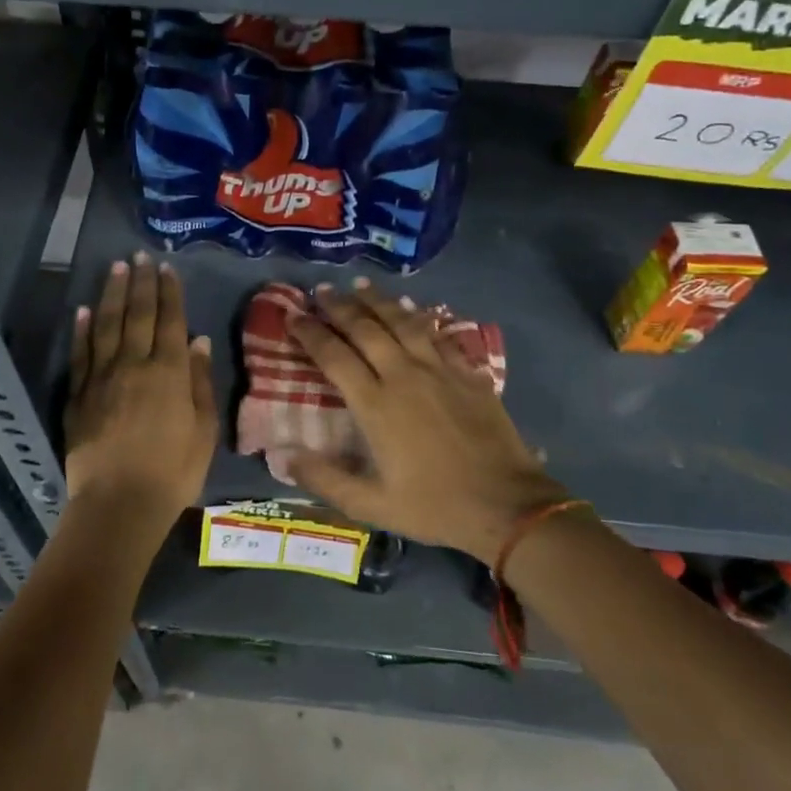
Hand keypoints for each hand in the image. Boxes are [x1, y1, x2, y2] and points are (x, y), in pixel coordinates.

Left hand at [64, 252, 217, 539]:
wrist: (119, 505)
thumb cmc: (173, 471)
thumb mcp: (204, 429)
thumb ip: (200, 381)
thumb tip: (198, 339)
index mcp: (169, 371)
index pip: (170, 320)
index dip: (168, 292)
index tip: (165, 267)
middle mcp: (135, 364)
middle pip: (138, 314)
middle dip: (140, 282)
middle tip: (139, 255)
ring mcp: (102, 377)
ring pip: (107, 325)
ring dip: (112, 294)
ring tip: (116, 268)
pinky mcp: (79, 395)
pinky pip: (81, 353)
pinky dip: (82, 329)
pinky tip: (83, 309)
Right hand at [286, 279, 566, 561]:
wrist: (508, 505)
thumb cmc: (435, 506)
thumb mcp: (372, 505)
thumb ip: (325, 478)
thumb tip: (282, 455)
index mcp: (375, 405)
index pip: (334, 356)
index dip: (310, 333)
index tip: (292, 315)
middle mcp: (403, 375)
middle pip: (365, 329)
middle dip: (339, 306)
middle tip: (321, 290)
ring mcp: (438, 369)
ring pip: (401, 322)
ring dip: (376, 301)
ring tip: (358, 285)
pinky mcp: (466, 371)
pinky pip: (436, 333)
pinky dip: (418, 315)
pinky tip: (410, 307)